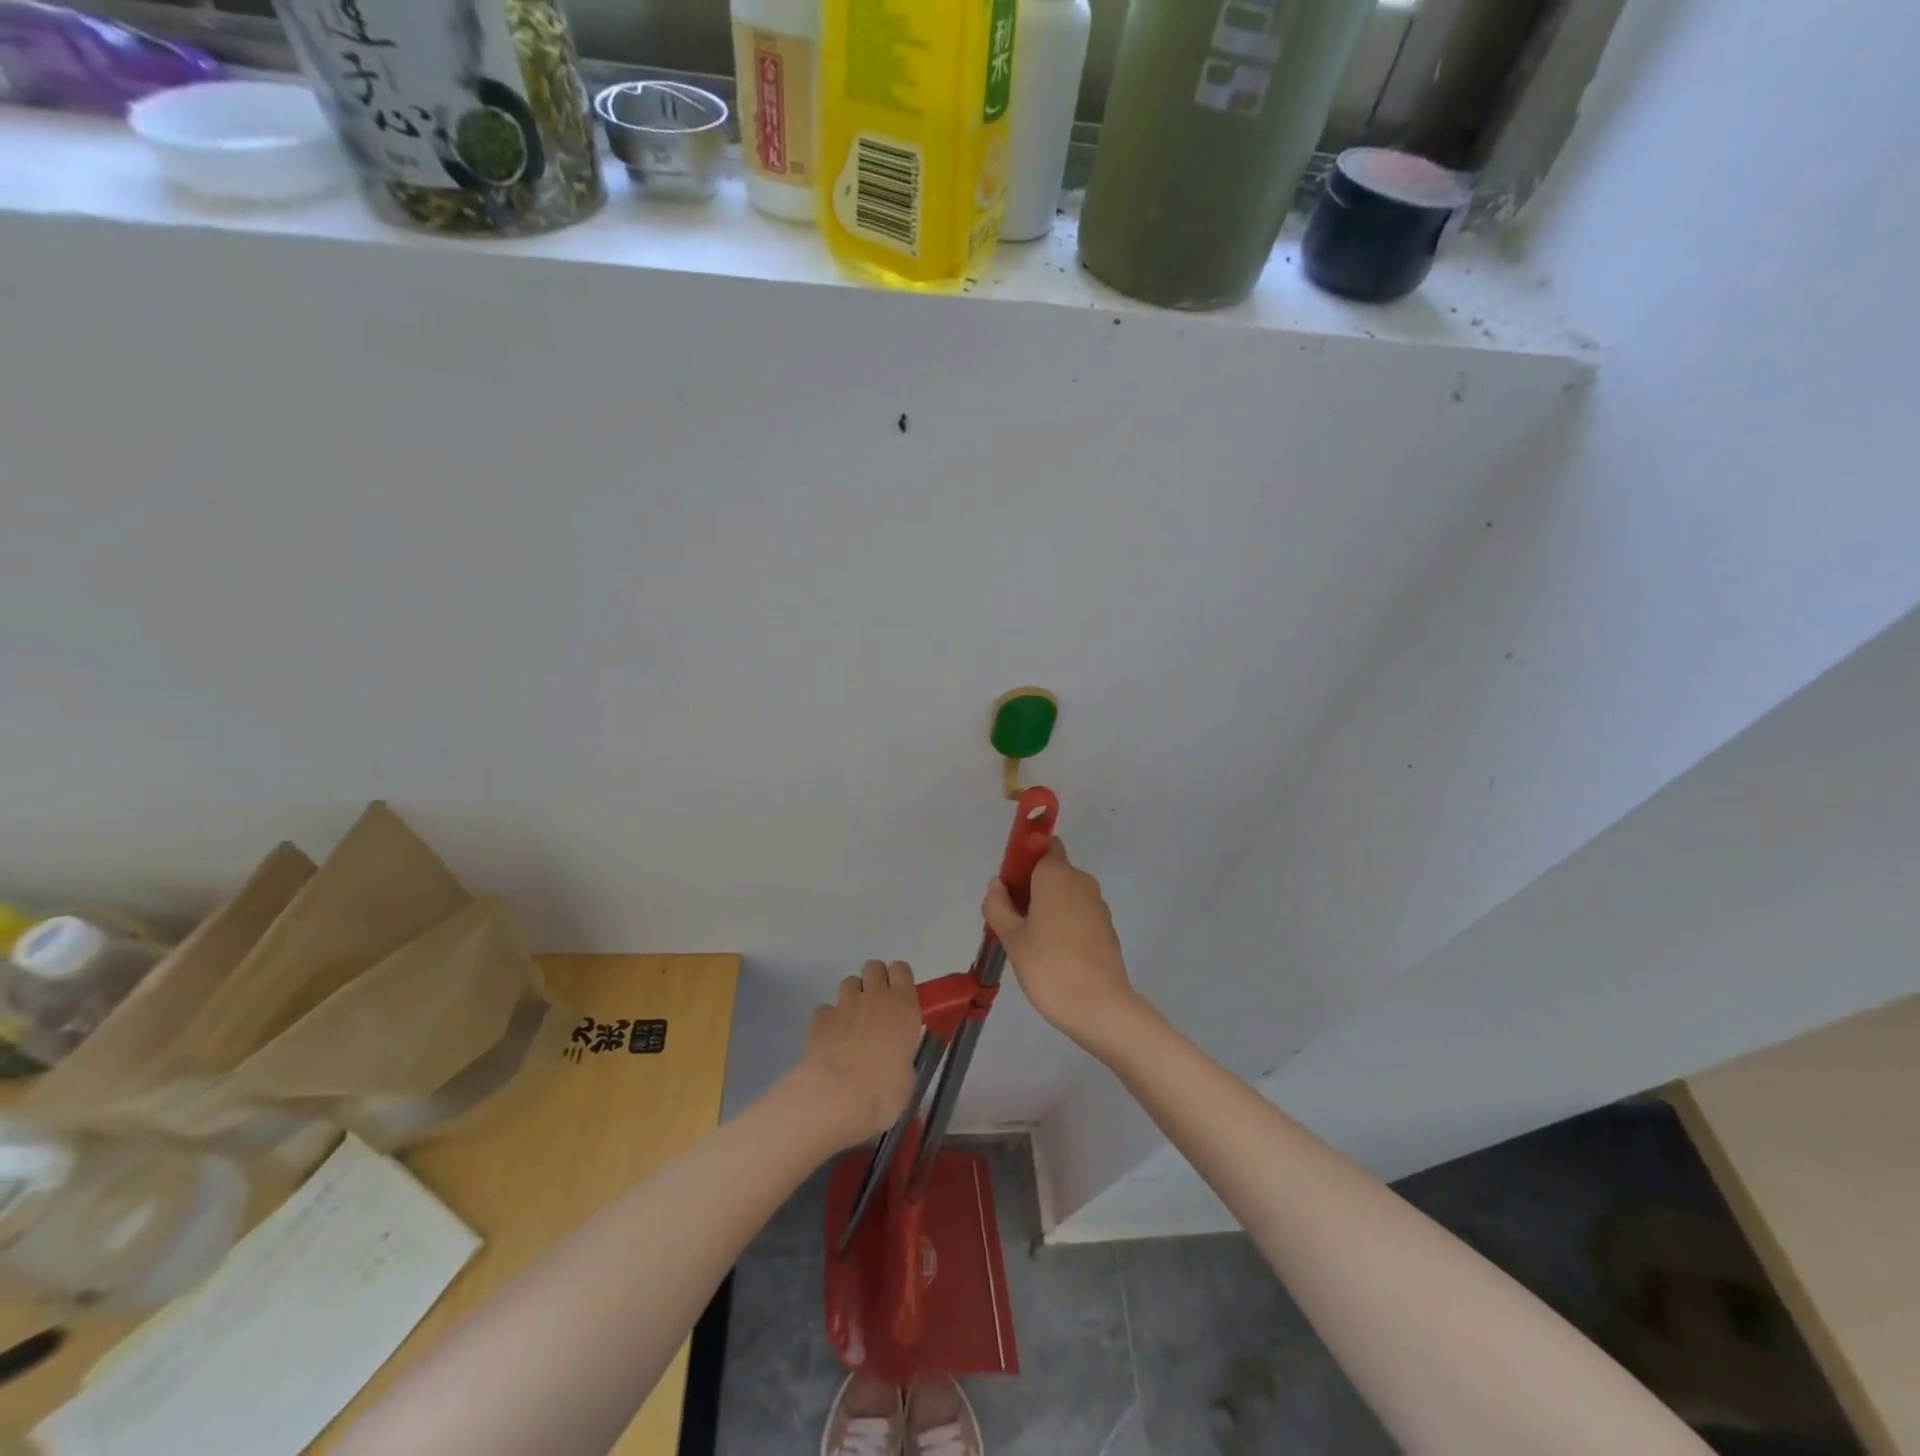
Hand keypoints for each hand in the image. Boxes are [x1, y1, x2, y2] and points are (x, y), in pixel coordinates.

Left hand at [793, 960, 922, 1146]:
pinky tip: (830, 1038)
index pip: (902, 969)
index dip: (899, 979)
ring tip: (852, 1022)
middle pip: (874, 966)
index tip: (899, 997)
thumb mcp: (907, 1078)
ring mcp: (844, 1004)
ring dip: (852, 996)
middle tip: (877, 1006)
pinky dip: (829, 1019)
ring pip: (849, 981)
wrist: (835, 1096)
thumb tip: (896, 1062)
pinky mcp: (819, 1018)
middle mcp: (875, 996)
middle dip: (874, 980)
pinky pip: (826, 1008)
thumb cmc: (883, 1091)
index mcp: (903, 1006)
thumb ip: (903, 1058)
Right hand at [984, 841, 1143, 1052]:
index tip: (1008, 885)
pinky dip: (1063, 924)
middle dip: (1031, 887)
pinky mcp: (1106, 928)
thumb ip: (999, 906)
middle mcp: (1081, 881)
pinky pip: (1078, 914)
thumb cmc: (1049, 966)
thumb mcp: (1012, 937)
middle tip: (1010, 919)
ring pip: (1065, 894)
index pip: (1044, 846)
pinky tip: (1051, 954)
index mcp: (1057, 874)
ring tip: (1028, 942)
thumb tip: (997, 884)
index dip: (1024, 859)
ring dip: (1046, 907)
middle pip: (1052, 871)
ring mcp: (1097, 905)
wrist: (1100, 1007)